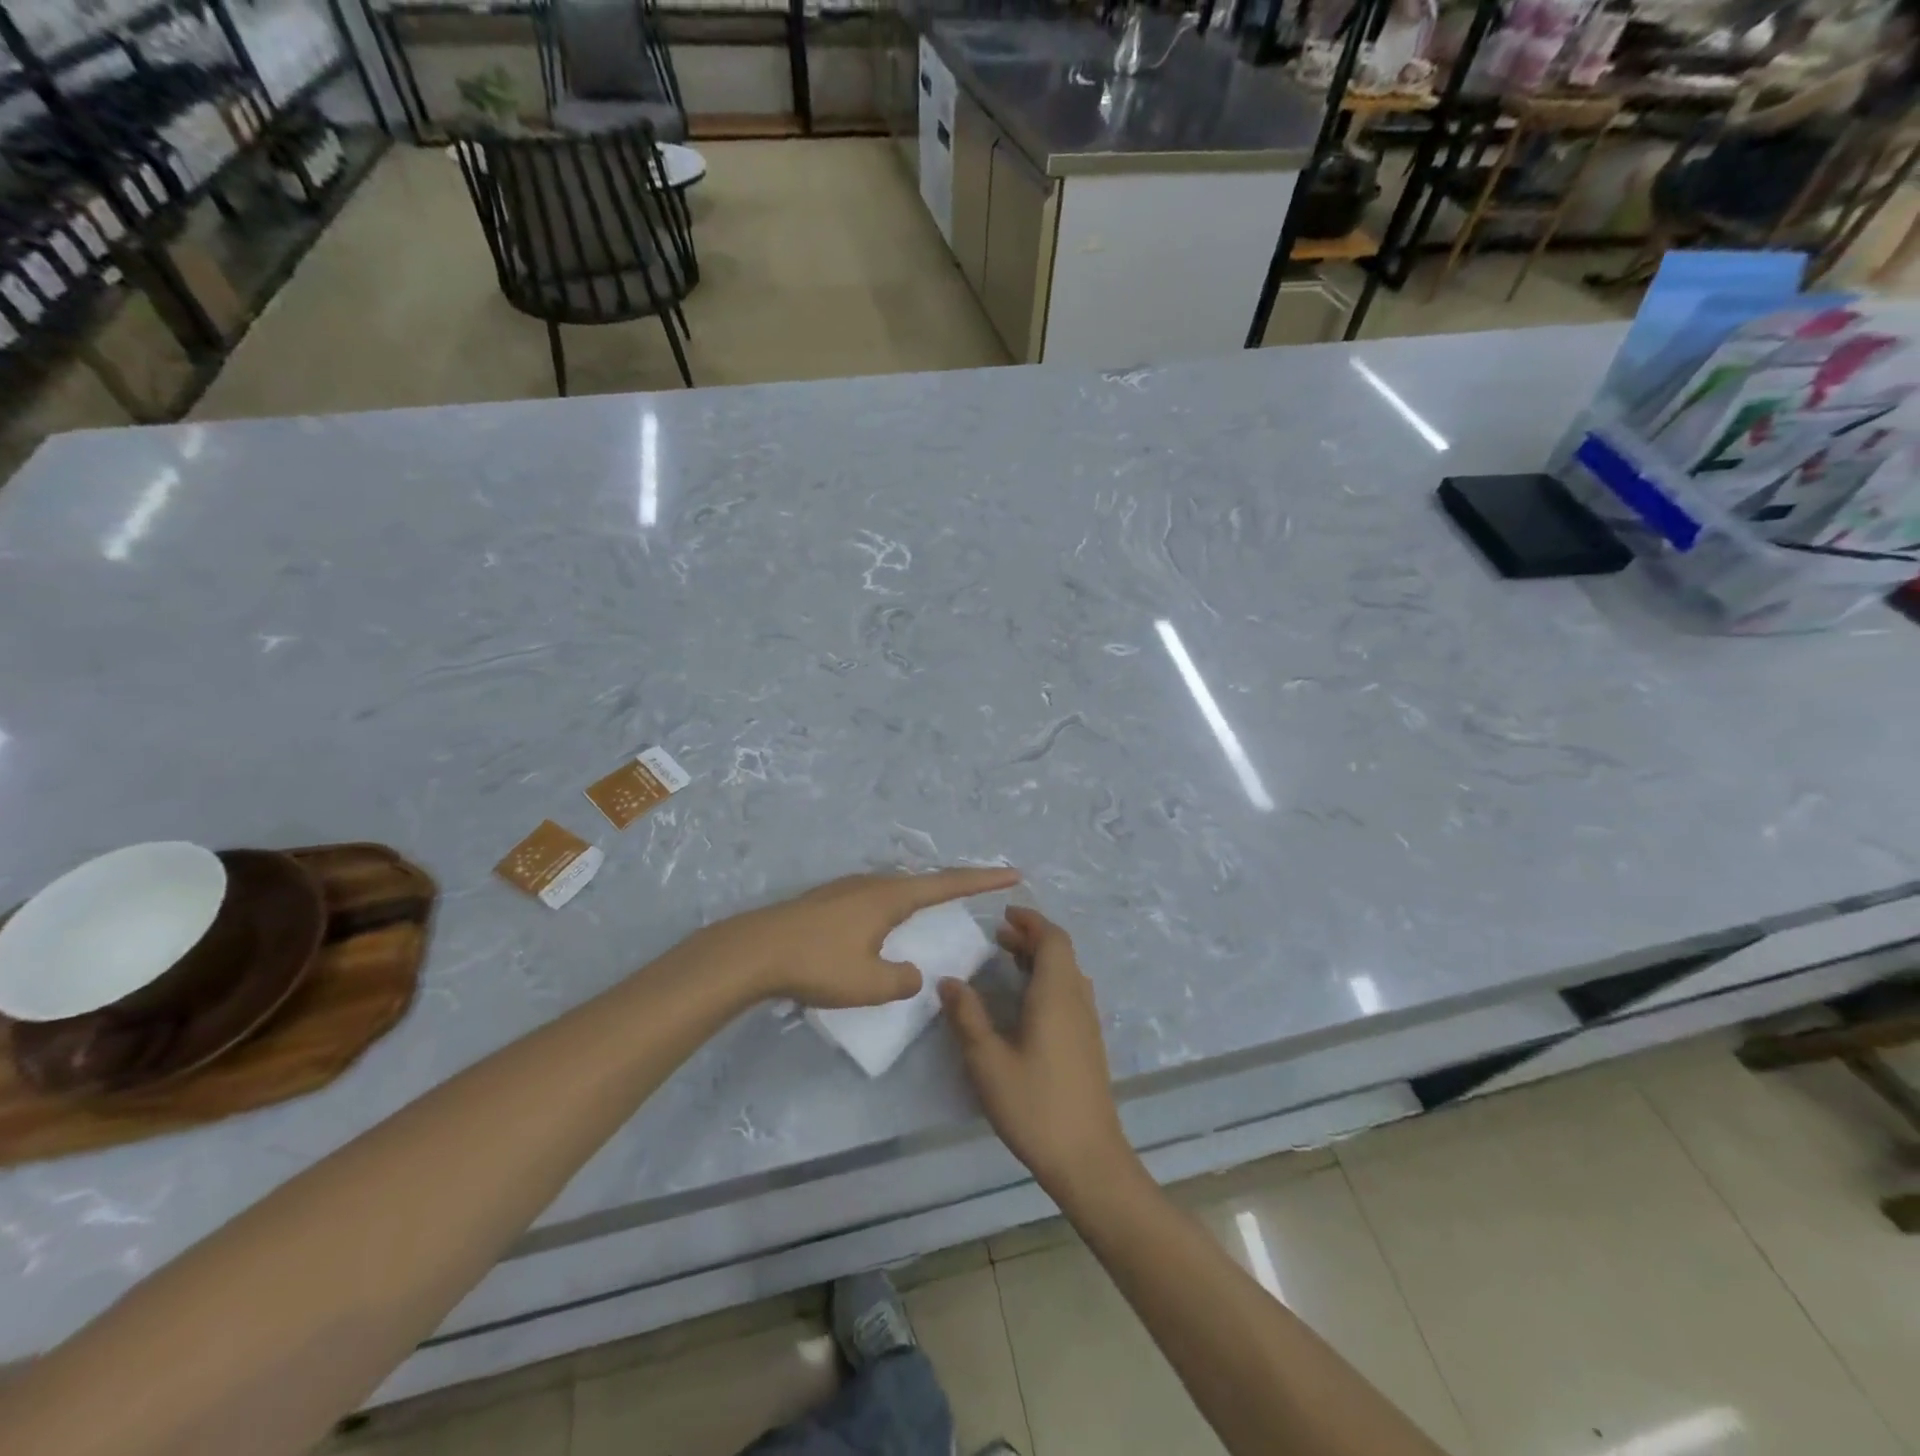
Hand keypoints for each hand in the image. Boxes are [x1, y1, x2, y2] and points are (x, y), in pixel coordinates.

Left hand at [715, 868, 1020, 1008]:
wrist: (754, 951)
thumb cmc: (818, 964)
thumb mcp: (869, 985)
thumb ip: (902, 981)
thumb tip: (911, 974)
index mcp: (891, 897)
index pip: (948, 884)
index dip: (983, 880)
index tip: (1012, 873)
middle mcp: (873, 884)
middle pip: (923, 881)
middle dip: (952, 886)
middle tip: (978, 891)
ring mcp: (847, 888)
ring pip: (895, 888)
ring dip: (919, 897)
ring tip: (934, 909)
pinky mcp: (827, 899)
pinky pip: (874, 898)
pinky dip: (893, 907)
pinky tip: (882, 924)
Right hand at [938, 907, 1134, 1199]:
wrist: (1088, 1158)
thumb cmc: (1035, 1105)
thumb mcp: (988, 1062)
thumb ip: (967, 1017)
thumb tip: (949, 981)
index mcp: (1057, 994)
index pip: (1053, 939)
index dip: (1030, 921)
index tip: (1004, 914)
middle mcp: (1077, 1000)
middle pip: (1061, 953)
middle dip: (1031, 938)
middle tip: (997, 937)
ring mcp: (1088, 1023)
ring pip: (1068, 973)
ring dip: (1040, 959)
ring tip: (1007, 963)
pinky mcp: (1089, 1043)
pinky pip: (1071, 993)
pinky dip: (1048, 980)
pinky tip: (1026, 1003)